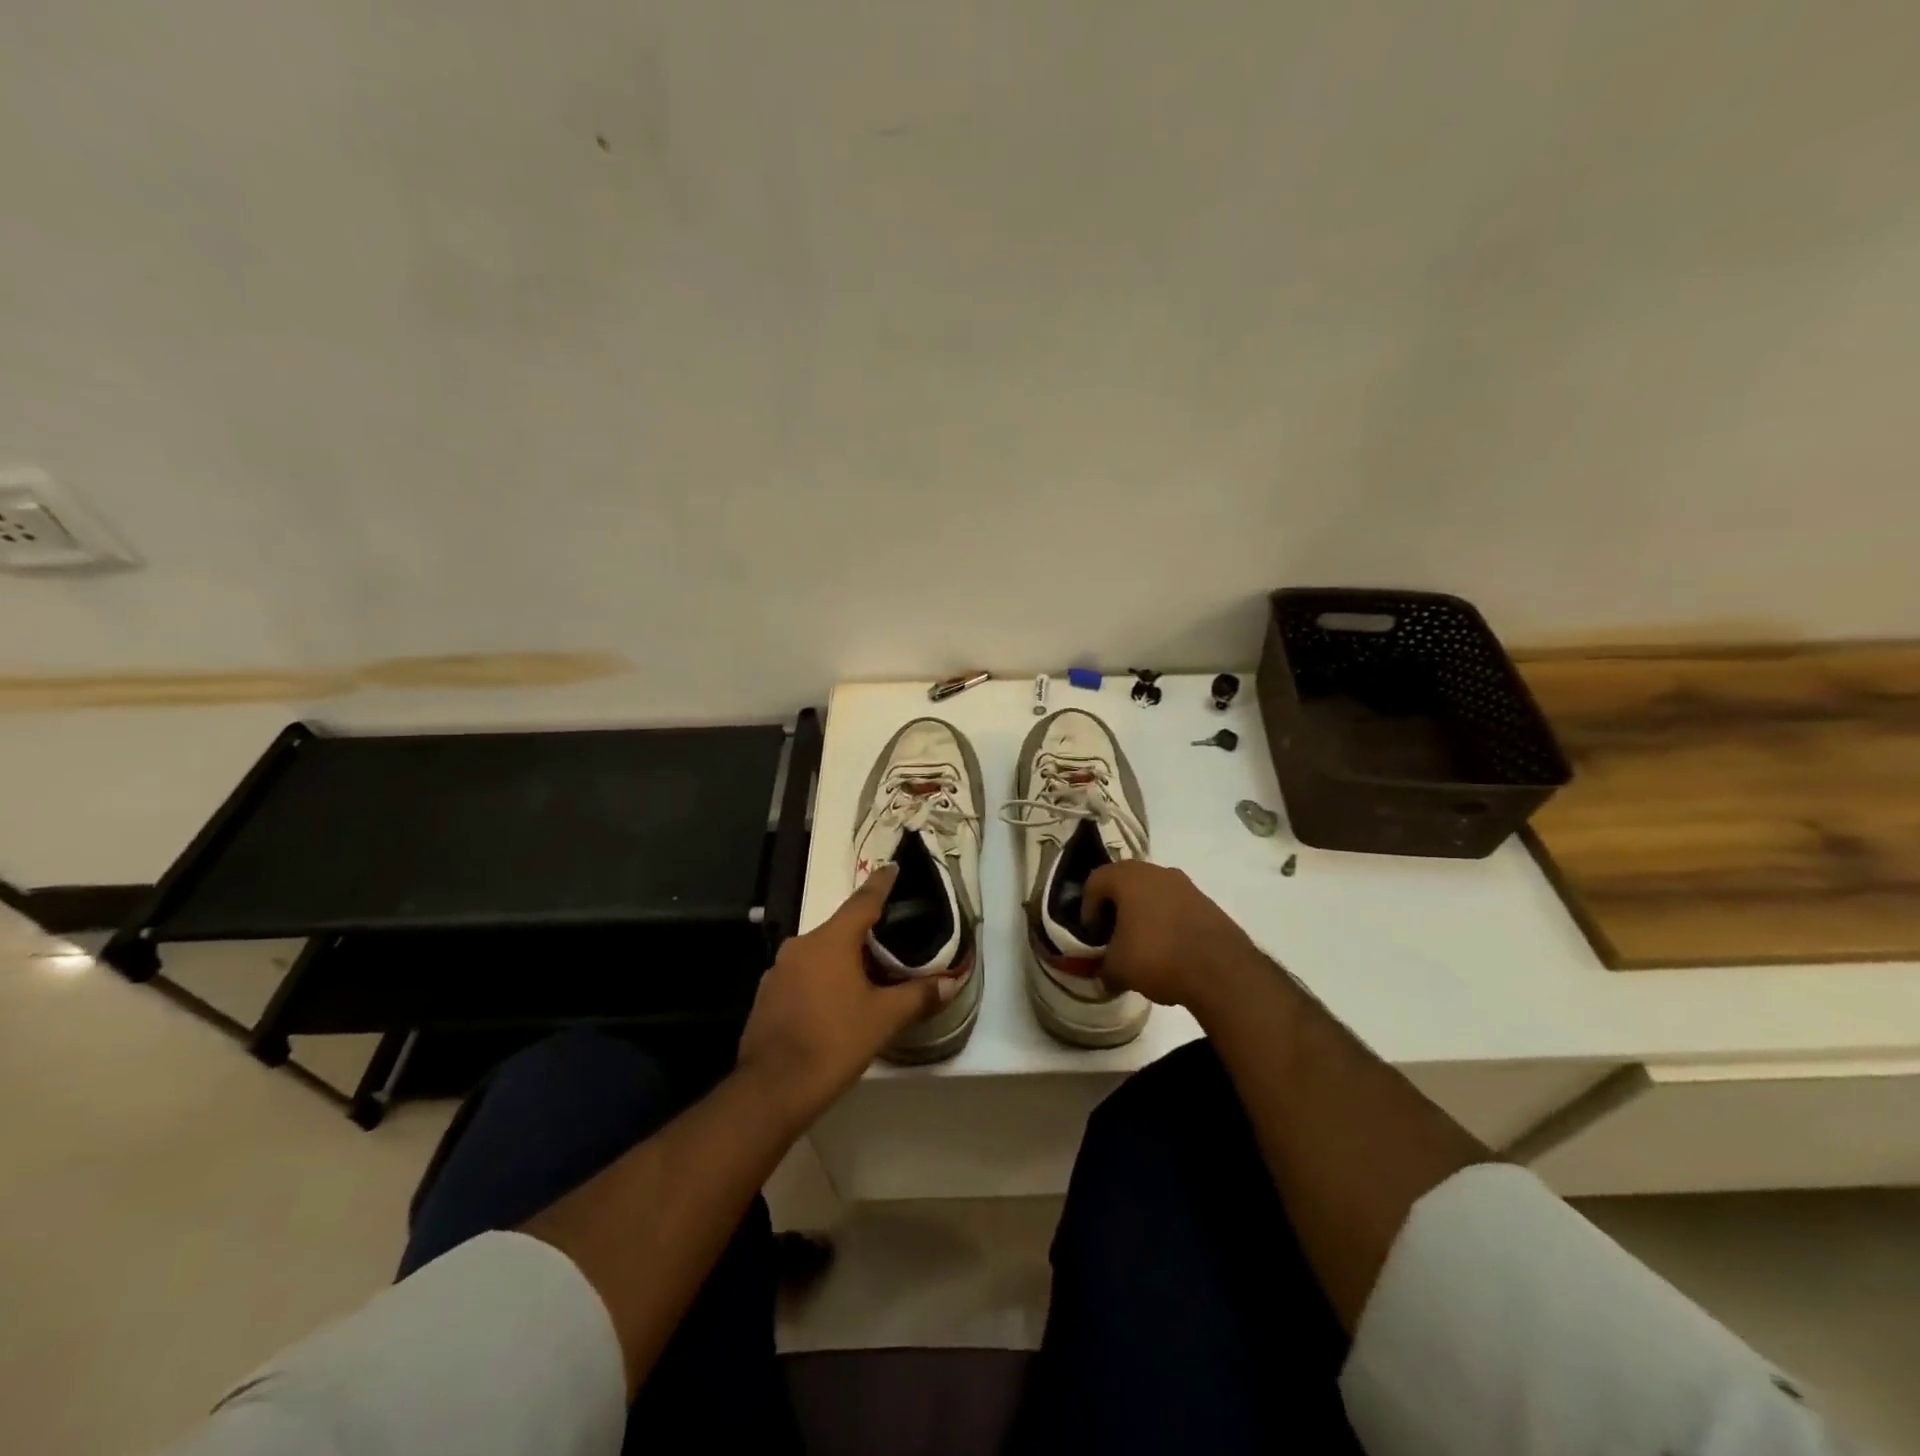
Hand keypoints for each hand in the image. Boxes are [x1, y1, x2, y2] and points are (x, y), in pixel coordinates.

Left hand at [736, 865, 946, 1125]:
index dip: (880, 884)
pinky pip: (804, 975)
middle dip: (866, 934)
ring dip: (844, 960)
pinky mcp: (768, 996)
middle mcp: (801, 946)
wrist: (771, 1090)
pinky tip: (838, 1003)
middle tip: (893, 941)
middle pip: (841, 929)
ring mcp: (779, 971)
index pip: (862, 902)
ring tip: (870, 977)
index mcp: (830, 941)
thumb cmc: (833, 1043)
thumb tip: (951, 982)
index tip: (892, 868)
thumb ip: (918, 996)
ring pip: (821, 954)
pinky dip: (824, 980)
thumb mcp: (883, 1019)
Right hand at [1084, 861, 1267, 1022]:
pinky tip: (1169, 948)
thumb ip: (1104, 969)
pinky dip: (1167, 920)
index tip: (1092, 934)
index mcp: (1127, 877)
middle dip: (1115, 907)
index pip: (1094, 882)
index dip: (1087, 908)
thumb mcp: (1117, 969)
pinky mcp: (1207, 902)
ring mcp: (1185, 885)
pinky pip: (1176, 906)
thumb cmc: (1157, 957)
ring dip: (1143, 913)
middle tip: (1112, 935)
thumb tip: (1104, 978)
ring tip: (1142, 944)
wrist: (1222, 970)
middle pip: (1125, 882)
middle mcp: (1155, 872)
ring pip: (1153, 892)